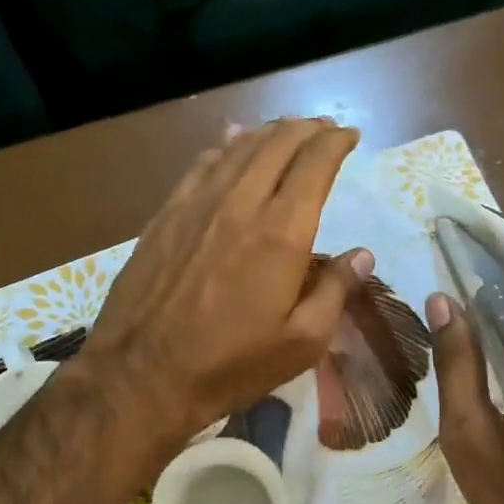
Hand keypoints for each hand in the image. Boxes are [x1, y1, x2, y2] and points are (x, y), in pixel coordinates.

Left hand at [81, 118, 373, 448]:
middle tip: (324, 129)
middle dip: (307, 129)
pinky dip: (226, 146)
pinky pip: (202, 164)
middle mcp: (240, 203)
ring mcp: (197, 204)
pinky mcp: (166, 215)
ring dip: (269, 132)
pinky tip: (232, 143)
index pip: (315, 164)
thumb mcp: (301, 342)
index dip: (336, 142)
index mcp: (281, 232)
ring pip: (239, 147)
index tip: (350, 136)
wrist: (141, 374)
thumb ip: (335, 291)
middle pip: (278, 143)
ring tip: (287, 131)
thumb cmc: (231, 364)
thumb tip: (362, 255)